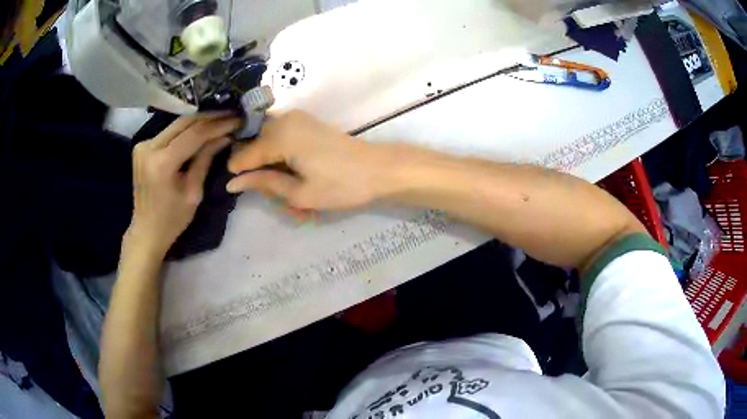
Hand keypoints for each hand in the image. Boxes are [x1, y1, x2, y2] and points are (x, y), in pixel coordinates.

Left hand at [129, 114, 239, 253]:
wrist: (146, 230)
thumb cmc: (172, 219)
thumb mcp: (194, 192)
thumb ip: (206, 159)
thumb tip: (225, 136)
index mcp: (161, 163)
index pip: (194, 134)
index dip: (218, 125)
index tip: (237, 120)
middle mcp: (148, 148)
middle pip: (184, 123)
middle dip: (209, 118)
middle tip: (231, 115)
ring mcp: (143, 145)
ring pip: (176, 124)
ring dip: (199, 120)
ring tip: (220, 119)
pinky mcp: (142, 146)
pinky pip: (169, 132)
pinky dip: (186, 129)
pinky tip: (201, 128)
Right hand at [227, 111, 391, 209]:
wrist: (378, 169)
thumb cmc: (340, 185)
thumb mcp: (299, 193)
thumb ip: (264, 183)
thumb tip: (232, 182)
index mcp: (280, 136)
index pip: (244, 155)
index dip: (240, 175)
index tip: (239, 192)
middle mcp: (284, 120)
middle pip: (255, 148)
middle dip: (262, 174)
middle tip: (280, 199)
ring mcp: (296, 118)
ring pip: (268, 145)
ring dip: (275, 170)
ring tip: (293, 195)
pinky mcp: (306, 123)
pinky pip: (282, 140)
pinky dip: (285, 161)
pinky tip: (298, 178)